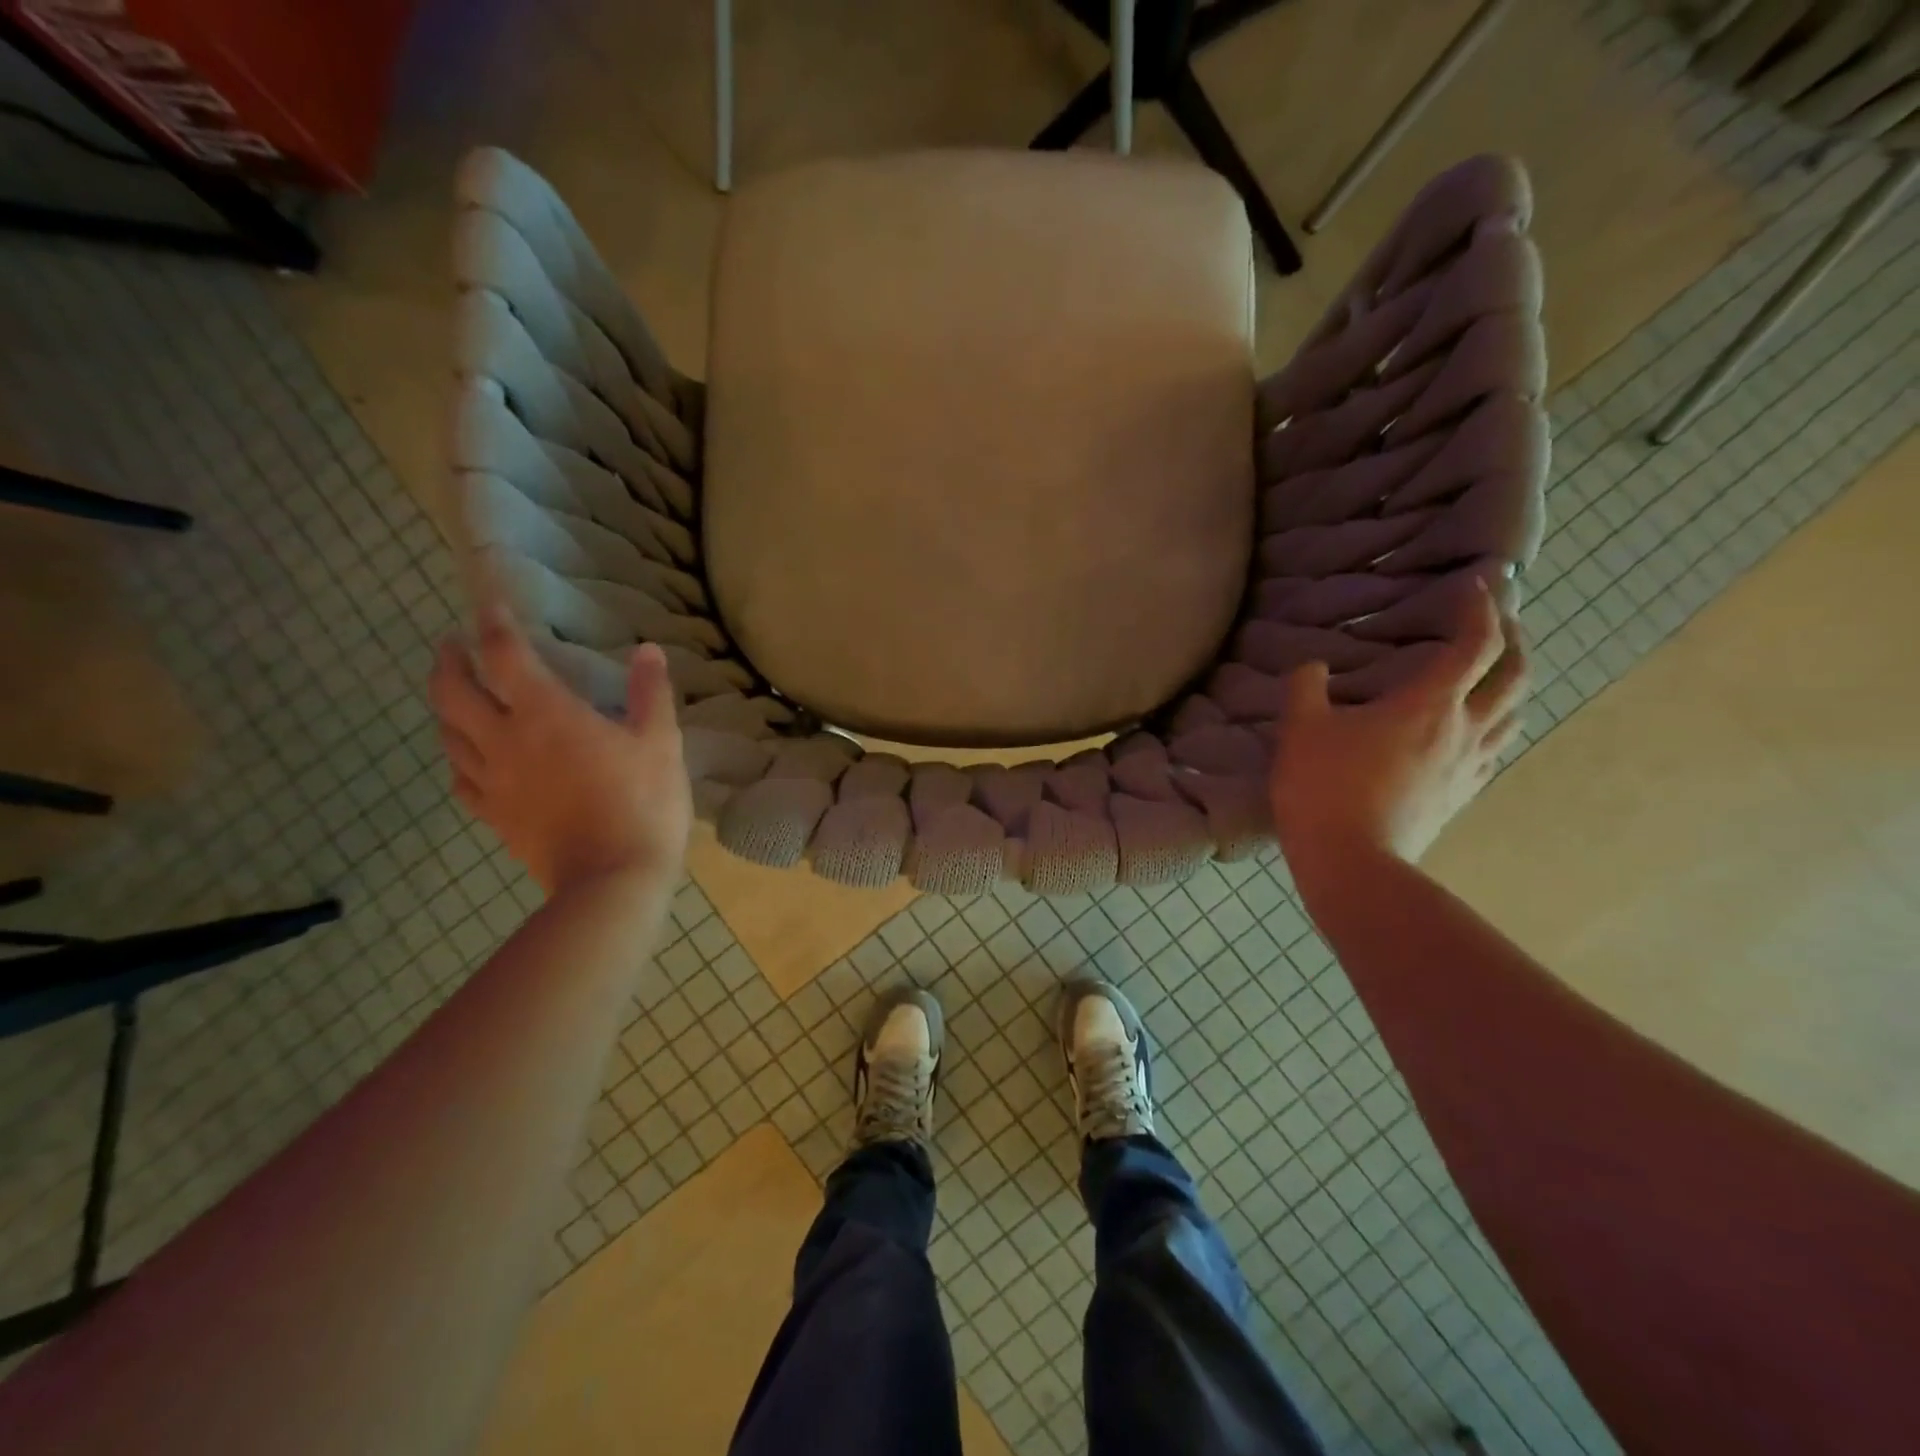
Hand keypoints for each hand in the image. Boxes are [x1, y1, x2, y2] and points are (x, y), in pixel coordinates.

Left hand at [430, 605, 691, 895]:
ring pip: (448, 734)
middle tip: (454, 645)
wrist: (612, 879)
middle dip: (449, 661)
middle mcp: (505, 740)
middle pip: (453, 692)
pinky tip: (469, 759)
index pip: (505, 656)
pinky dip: (459, 758)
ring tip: (457, 695)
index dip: (493, 624)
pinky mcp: (495, 816)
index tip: (488, 604)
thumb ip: (650, 693)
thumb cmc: (643, 804)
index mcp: (546, 715)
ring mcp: (494, 782)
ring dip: (446, 706)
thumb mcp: (660, 743)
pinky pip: (461, 780)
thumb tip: (648, 649)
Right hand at [1270, 579, 1526, 877]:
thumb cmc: (1324, 787)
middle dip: (1513, 638)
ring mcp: (1469, 765)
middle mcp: (1463, 728)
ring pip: (1514, 712)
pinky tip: (1474, 728)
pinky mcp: (1463, 794)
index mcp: (1428, 704)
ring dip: (1512, 681)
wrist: (1352, 861)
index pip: (1475, 643)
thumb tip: (1314, 667)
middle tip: (1499, 619)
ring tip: (1495, 670)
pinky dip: (1495, 722)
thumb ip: (1306, 687)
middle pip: (1514, 674)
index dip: (1482, 608)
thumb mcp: (1300, 729)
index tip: (1477, 585)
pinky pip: (1495, 747)